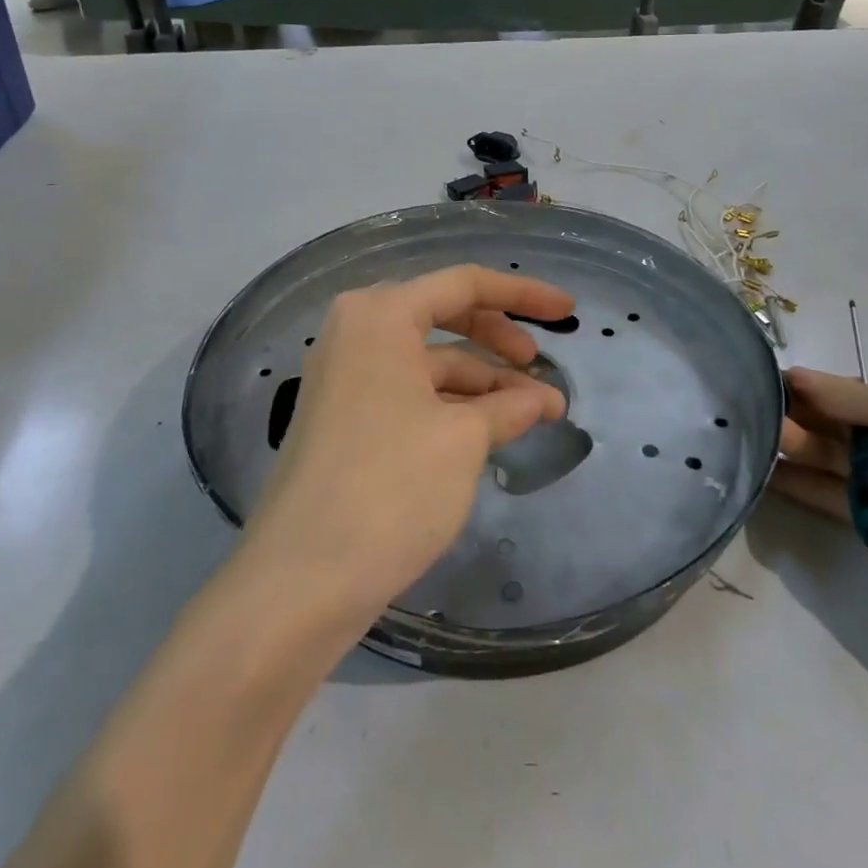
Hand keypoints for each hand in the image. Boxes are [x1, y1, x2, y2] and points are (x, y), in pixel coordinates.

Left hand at [238, 266, 571, 629]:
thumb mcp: (462, 439)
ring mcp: (346, 376)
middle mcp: (357, 332)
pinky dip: (452, 405)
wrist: (299, 582)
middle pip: (444, 316)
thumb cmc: (389, 487)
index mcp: (380, 315)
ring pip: (429, 361)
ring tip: (534, 412)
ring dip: (483, 382)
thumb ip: (509, 407)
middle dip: (500, 338)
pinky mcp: (345, 418)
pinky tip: (491, 431)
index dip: (522, 294)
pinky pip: (410, 392)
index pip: (464, 284)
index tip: (568, 312)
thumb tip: (543, 399)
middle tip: (542, 366)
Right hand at [771, 371, 867, 599]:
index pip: (858, 391)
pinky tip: (767, 474)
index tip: (773, 381)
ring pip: (833, 460)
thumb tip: (794, 376)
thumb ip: (849, 395)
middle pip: (842, 424)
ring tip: (756, 437)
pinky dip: (802, 485)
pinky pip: (833, 498)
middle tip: (754, 409)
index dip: (817, 387)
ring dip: (797, 447)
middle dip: (801, 416)